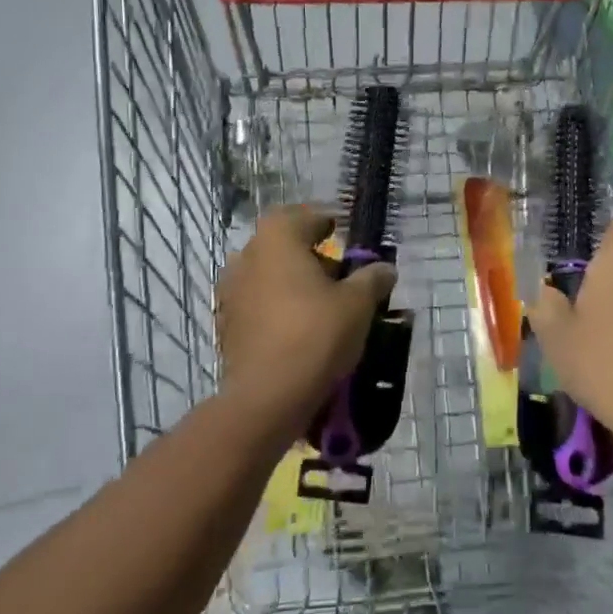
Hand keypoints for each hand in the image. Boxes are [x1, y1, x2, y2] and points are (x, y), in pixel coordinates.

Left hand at [214, 205, 395, 443]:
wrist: (267, 396)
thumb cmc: (315, 334)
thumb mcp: (358, 304)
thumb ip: (372, 279)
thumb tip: (385, 268)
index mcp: (277, 238)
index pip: (304, 217)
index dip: (326, 224)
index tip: (342, 235)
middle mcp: (247, 255)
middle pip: (283, 245)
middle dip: (310, 256)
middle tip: (339, 275)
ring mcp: (231, 290)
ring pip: (268, 275)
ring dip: (291, 282)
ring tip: (320, 304)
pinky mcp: (226, 323)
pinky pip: (257, 303)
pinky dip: (276, 307)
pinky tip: (297, 328)